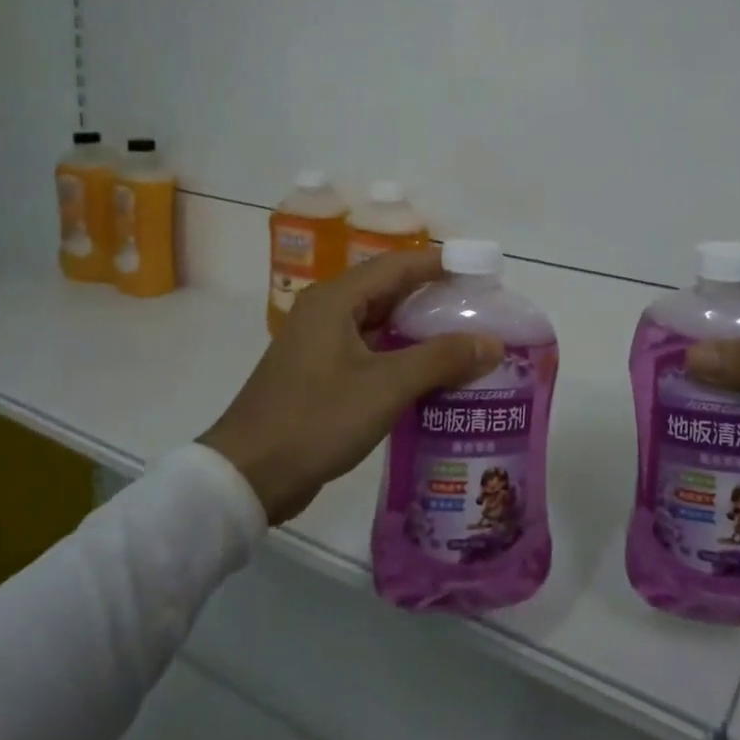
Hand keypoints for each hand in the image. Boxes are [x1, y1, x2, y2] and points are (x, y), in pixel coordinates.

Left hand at [199, 249, 503, 523]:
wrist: (248, 475)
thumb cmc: (316, 419)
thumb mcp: (385, 387)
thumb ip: (441, 360)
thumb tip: (492, 342)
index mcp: (336, 299)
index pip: (399, 265)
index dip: (442, 264)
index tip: (481, 271)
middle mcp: (327, 311)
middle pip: (390, 291)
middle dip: (435, 298)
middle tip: (480, 309)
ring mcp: (320, 343)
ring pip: (380, 324)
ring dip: (419, 330)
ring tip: (465, 341)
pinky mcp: (320, 372)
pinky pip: (369, 350)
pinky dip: (401, 356)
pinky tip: (431, 375)